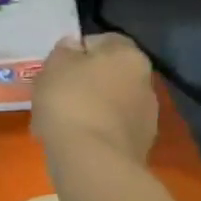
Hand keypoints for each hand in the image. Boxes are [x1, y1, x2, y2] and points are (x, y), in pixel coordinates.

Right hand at [31, 32, 158, 166]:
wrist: (92, 160)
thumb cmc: (70, 101)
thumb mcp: (54, 66)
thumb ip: (64, 51)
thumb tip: (74, 46)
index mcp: (128, 55)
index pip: (103, 40)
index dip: (77, 51)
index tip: (56, 68)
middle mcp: (145, 81)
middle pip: (109, 74)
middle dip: (85, 82)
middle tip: (56, 95)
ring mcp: (146, 116)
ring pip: (110, 103)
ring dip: (90, 108)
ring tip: (61, 123)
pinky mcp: (140, 145)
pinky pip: (111, 129)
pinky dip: (94, 131)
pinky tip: (73, 141)